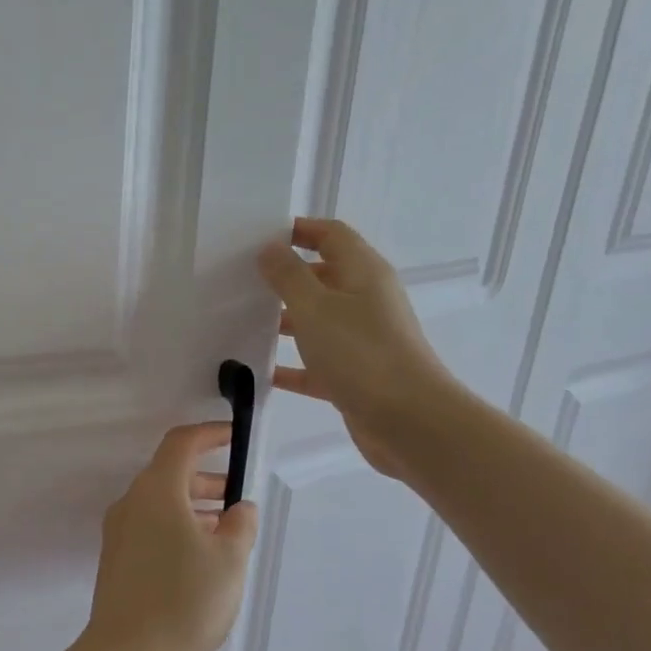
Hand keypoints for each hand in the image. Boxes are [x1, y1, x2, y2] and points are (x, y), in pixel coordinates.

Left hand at [80, 423, 257, 650]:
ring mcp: (118, 532)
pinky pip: (149, 527)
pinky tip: (201, 557)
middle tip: (237, 498)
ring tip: (227, 531)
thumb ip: (240, 526)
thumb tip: (239, 508)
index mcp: (156, 491)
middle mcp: (131, 503)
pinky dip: (177, 527)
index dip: (208, 434)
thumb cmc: (185, 600)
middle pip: (168, 474)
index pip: (180, 444)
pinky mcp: (116, 559)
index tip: (233, 437)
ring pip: (160, 504)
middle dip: (205, 478)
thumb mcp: (229, 560)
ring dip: (193, 507)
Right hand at [256, 218, 456, 477]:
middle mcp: (365, 300)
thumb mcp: (315, 307)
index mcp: (362, 273)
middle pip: (322, 277)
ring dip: (284, 320)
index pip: (330, 235)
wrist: (409, 420)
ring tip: (242, 322)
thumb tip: (270, 248)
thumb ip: (289, 276)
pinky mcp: (353, 375)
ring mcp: (360, 339)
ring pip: (316, 320)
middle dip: (284, 276)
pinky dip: (290, 365)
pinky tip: (258, 372)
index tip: (257, 238)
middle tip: (241, 281)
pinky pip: (315, 362)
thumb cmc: (361, 353)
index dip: (298, 230)